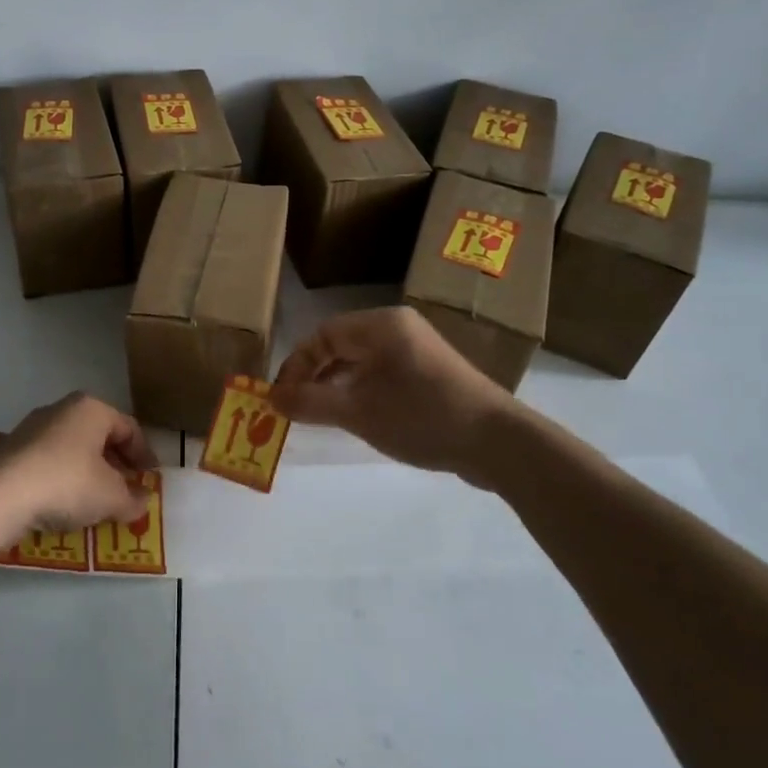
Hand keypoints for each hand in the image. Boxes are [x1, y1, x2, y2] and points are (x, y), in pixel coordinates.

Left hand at [0, 393, 159, 533]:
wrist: (2, 495)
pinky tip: (27, 474)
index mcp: (92, 410)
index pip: (128, 428)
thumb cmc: (68, 485)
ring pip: (58, 439)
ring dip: (72, 459)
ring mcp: (25, 426)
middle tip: (120, 486)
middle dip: (109, 458)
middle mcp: (59, 409)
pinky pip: (20, 451)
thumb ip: (132, 498)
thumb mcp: (112, 497)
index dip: (143, 454)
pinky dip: (27, 460)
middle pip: (94, 433)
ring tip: (81, 489)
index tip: (149, 478)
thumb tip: (142, 500)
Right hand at [271, 307, 518, 476]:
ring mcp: (415, 349)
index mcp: (380, 325)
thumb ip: (310, 403)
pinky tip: (353, 415)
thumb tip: (270, 398)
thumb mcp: (358, 412)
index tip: (280, 399)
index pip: (322, 335)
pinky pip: (380, 373)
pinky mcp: (428, 372)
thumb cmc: (421, 417)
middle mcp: (397, 328)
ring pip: (359, 360)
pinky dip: (359, 390)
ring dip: (334, 385)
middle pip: (339, 344)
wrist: (496, 442)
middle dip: (312, 375)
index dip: (296, 366)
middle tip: (294, 408)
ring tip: (317, 414)